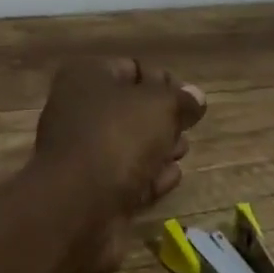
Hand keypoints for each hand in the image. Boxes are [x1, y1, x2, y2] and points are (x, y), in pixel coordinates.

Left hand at [30, 58, 206, 272]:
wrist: (78, 204)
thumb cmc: (117, 137)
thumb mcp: (160, 106)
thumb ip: (181, 99)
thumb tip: (195, 97)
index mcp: (87, 76)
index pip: (132, 68)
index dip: (163, 81)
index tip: (190, 100)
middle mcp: (78, 109)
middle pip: (130, 108)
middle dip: (162, 118)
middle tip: (187, 126)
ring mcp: (81, 151)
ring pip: (128, 144)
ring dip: (158, 147)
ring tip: (183, 150)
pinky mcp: (89, 190)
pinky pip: (125, 176)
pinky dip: (149, 176)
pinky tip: (172, 177)